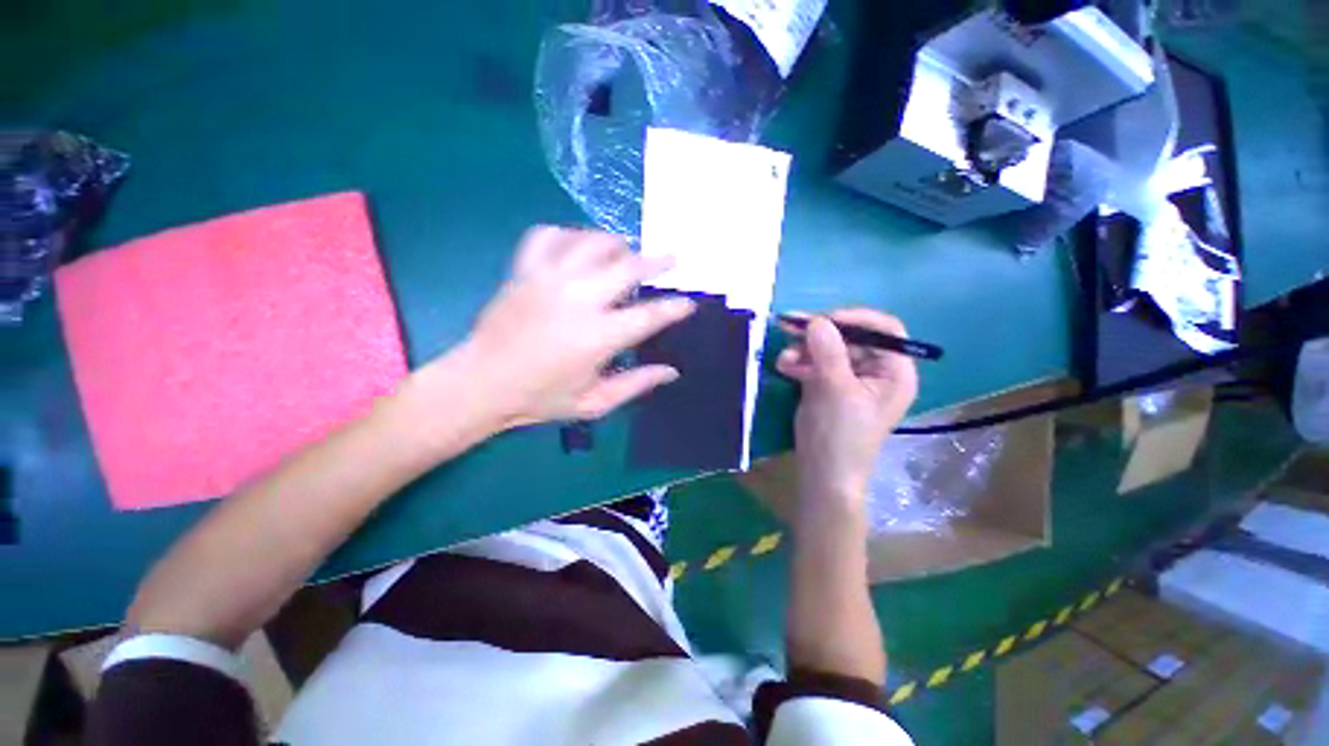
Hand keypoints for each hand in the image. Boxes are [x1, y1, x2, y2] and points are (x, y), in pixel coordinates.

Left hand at [451, 226, 694, 428]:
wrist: (481, 383)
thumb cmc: (540, 399)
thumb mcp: (594, 403)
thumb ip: (636, 385)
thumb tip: (672, 372)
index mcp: (599, 336)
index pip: (650, 316)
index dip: (675, 308)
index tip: (688, 303)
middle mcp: (579, 299)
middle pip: (628, 266)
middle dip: (656, 261)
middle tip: (670, 258)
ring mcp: (549, 279)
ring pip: (592, 241)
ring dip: (616, 243)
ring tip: (625, 251)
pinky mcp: (523, 270)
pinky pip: (548, 235)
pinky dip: (568, 235)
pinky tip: (576, 246)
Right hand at [776, 310, 917, 518]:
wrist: (822, 472)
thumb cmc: (841, 435)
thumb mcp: (836, 391)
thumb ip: (829, 353)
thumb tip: (817, 320)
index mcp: (894, 371)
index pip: (885, 329)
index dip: (855, 319)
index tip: (823, 320)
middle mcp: (875, 370)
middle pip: (850, 336)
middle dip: (819, 335)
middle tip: (789, 327)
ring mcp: (849, 376)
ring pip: (827, 348)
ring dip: (803, 350)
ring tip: (784, 360)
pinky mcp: (828, 383)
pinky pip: (814, 362)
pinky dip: (799, 362)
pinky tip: (784, 368)